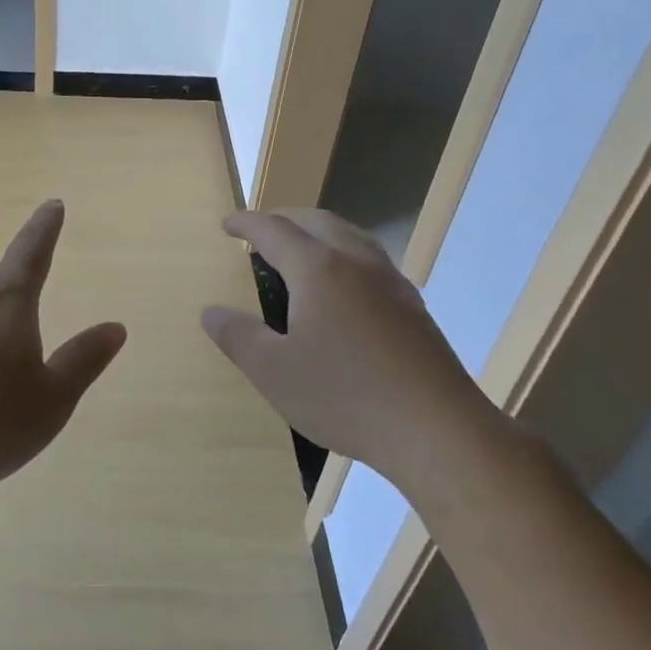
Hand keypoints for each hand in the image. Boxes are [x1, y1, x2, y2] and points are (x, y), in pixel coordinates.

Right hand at [200, 209, 491, 480]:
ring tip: (300, 251)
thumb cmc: (345, 396)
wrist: (438, 430)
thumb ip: (238, 336)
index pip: (274, 230)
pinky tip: (343, 289)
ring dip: (318, 232)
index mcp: (318, 269)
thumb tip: (212, 312)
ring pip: (350, 235)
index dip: (246, 223)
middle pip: (316, 221)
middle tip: (260, 233)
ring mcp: (391, 282)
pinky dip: (344, 254)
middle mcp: (356, 263)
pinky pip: (371, 260)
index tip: (227, 224)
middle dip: (284, 219)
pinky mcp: (413, 307)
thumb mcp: (274, 372)